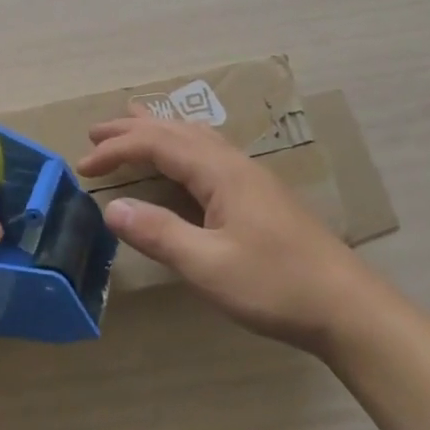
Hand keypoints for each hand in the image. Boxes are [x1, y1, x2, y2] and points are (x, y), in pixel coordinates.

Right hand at [77, 111, 381, 356]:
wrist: (346, 305)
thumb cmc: (275, 285)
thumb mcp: (208, 266)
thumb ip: (159, 234)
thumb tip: (112, 208)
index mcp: (220, 172)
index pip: (157, 144)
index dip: (117, 149)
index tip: (83, 165)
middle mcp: (234, 163)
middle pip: (176, 131)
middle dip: (133, 129)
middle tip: (95, 133)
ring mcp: (251, 177)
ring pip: (197, 136)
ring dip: (160, 130)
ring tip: (134, 124)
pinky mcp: (260, 195)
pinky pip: (210, 151)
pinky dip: (182, 144)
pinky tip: (185, 158)